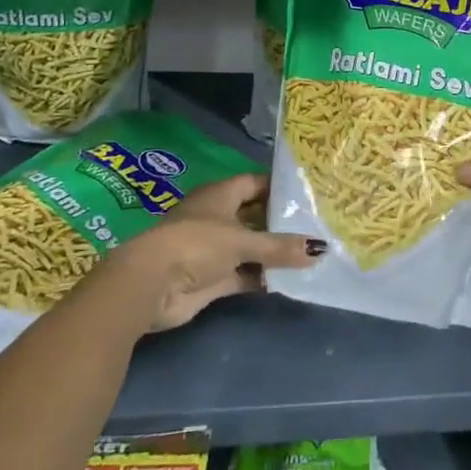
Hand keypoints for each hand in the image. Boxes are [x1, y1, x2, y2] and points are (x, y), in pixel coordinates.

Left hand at [96, 174, 322, 332]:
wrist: (151, 286)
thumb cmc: (196, 244)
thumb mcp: (242, 241)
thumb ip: (279, 246)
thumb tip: (320, 249)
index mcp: (220, 195)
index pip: (255, 183)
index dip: (278, 187)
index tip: (308, 193)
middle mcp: (217, 218)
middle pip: (254, 215)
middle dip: (280, 222)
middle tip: (317, 225)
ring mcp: (213, 249)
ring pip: (250, 247)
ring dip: (273, 253)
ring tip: (310, 254)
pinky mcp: (212, 279)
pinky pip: (245, 274)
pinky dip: (263, 277)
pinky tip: (290, 279)